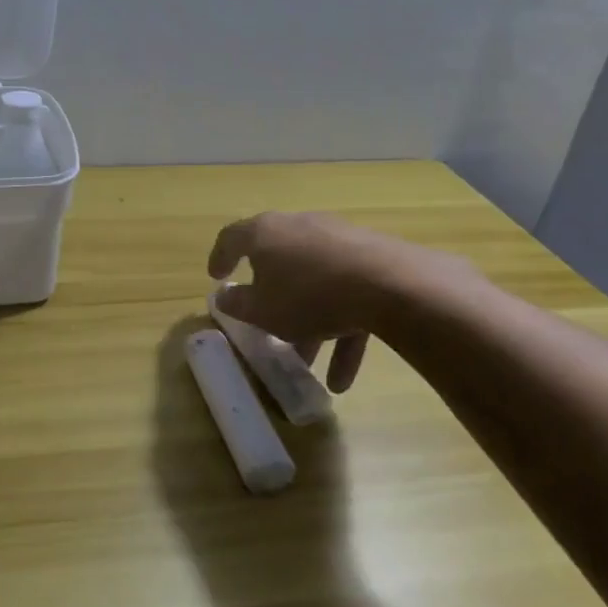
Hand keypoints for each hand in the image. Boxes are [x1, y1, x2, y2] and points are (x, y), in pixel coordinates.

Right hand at [207, 211, 476, 391]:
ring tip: (308, 367)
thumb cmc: (309, 295)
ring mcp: (340, 241)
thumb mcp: (262, 310)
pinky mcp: (373, 260)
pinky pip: (347, 296)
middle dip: (272, 300)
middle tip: (265, 325)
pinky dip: (341, 331)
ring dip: (309, 325)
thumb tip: (224, 297)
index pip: (233, 238)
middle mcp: (301, 228)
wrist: (390, 285)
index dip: (220, 257)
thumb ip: (238, 305)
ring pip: (315, 285)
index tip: (217, 277)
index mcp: (266, 233)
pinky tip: (342, 378)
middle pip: (279, 262)